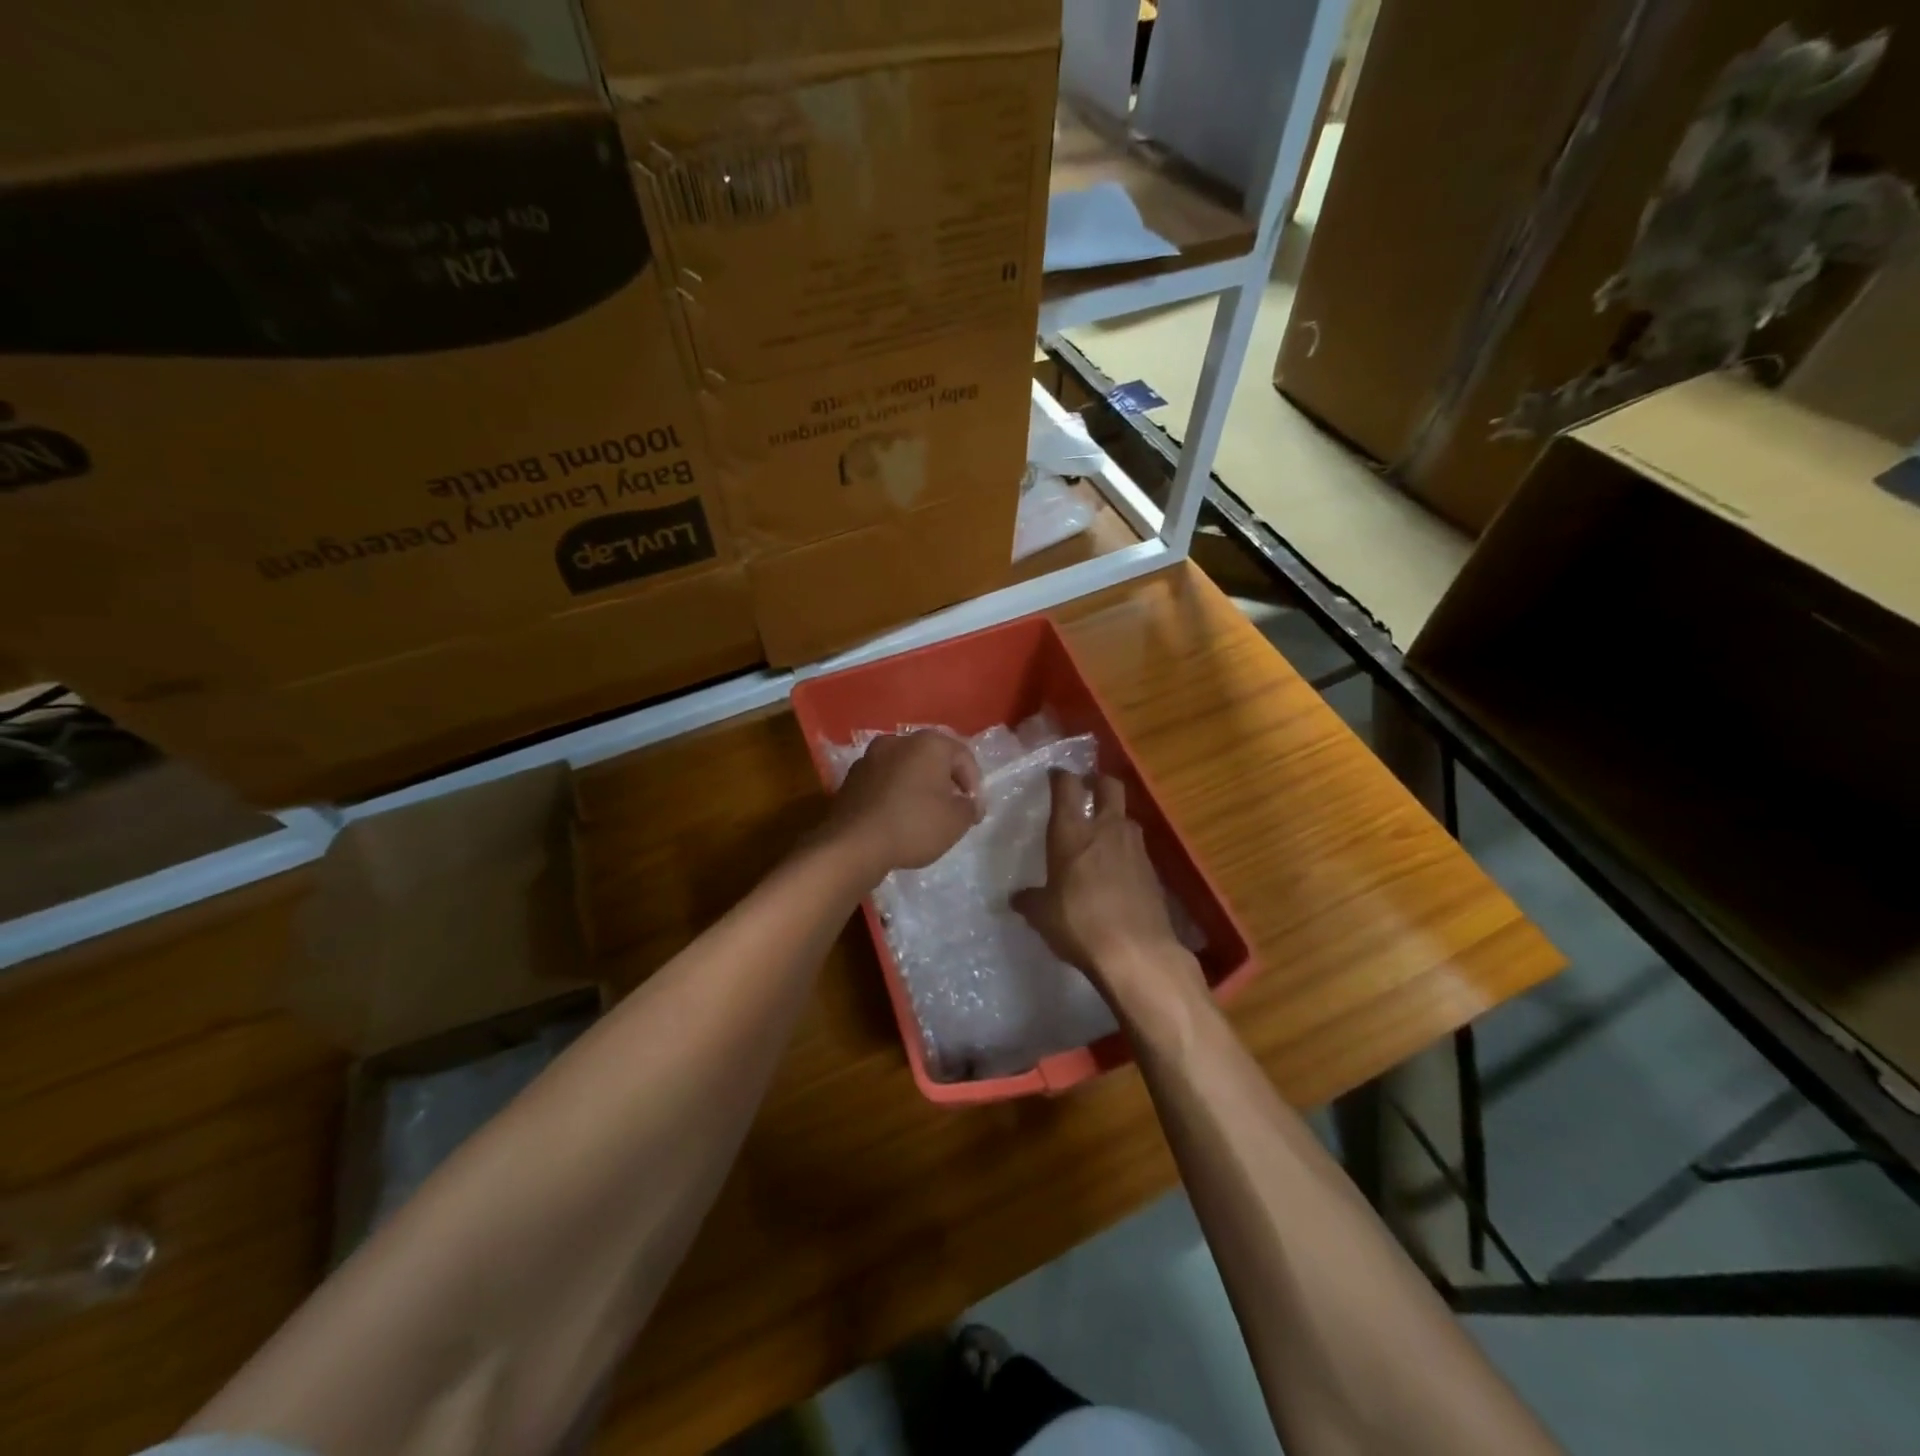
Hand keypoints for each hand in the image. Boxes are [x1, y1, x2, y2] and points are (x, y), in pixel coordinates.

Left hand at [825, 730, 981, 879]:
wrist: (853, 844)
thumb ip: (970, 807)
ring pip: (905, 768)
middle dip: (945, 781)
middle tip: (953, 809)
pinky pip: (884, 782)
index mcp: (928, 743)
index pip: (963, 756)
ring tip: (924, 814)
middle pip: (932, 758)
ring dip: (918, 786)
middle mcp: (897, 741)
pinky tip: (898, 817)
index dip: (974, 784)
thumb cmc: (914, 825)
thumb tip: (967, 803)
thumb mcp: (957, 821)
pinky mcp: (851, 778)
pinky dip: (895, 794)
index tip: (974, 812)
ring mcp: (870, 757)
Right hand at [1012, 770, 1199, 1006]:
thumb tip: (1017, 898)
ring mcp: (1135, 847)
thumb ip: (1029, 900)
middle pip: (1109, 785)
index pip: (1067, 786)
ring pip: (1126, 816)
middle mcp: (1106, 829)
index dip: (1060, 776)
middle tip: (1086, 789)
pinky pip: (1137, 847)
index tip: (1054, 775)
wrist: (1137, 953)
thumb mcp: (1042, 915)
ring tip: (1101, 833)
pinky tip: (1117, 869)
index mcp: (1072, 832)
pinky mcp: (1153, 870)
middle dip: (1097, 781)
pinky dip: (1126, 849)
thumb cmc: (1080, 924)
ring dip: (1114, 817)